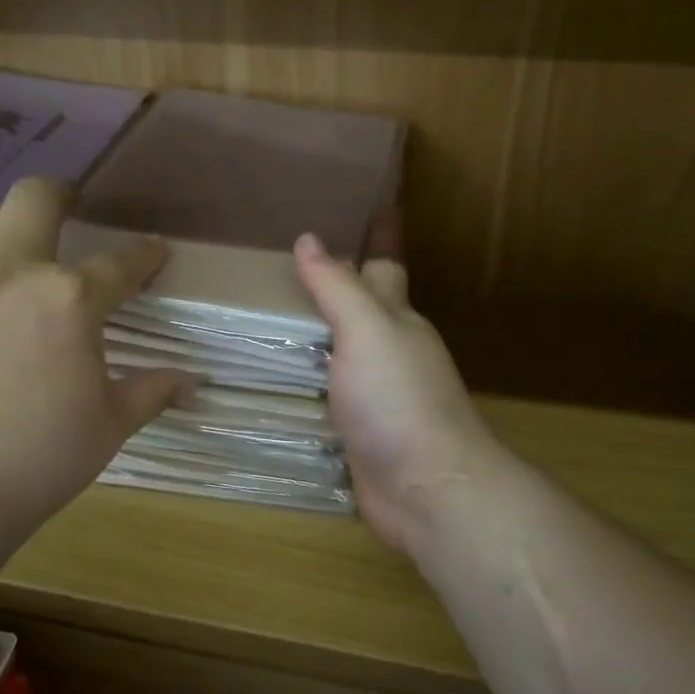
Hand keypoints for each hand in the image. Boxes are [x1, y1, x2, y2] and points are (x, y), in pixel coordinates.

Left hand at [0, 177, 187, 527]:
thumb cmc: (36, 460)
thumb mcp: (109, 426)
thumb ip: (152, 391)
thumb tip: (192, 381)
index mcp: (69, 300)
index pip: (122, 263)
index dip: (145, 255)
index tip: (153, 254)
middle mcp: (8, 269)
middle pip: (37, 196)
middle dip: (62, 196)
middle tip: (68, 213)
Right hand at [293, 233, 501, 553]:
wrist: (427, 489)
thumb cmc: (399, 398)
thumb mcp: (368, 330)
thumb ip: (337, 287)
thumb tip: (310, 239)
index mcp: (396, 320)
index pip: (385, 265)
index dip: (379, 236)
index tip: (370, 205)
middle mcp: (388, 353)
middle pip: (361, 309)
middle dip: (338, 284)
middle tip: (288, 261)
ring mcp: (374, 396)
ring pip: (340, 354)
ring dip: (314, 335)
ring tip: (267, 316)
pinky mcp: (357, 433)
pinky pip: (324, 396)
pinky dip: (303, 383)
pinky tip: (276, 380)